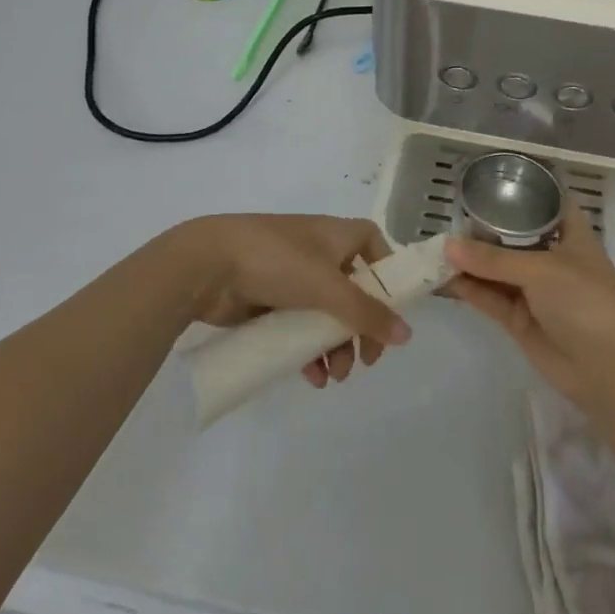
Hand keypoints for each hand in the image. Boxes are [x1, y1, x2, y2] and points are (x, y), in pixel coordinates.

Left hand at [171, 214, 409, 386]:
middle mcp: (318, 252)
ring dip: (335, 347)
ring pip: (325, 314)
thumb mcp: (328, 287)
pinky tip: (311, 377)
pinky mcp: (268, 300)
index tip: (391, 308)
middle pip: (353, 290)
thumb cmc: (277, 261)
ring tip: (334, 377)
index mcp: (336, 236)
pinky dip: (308, 351)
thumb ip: (367, 314)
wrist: (208, 264)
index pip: (374, 245)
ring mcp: (291, 277)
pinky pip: (298, 328)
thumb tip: (407, 335)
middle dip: (361, 328)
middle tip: (365, 360)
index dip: (386, 273)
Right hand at [444, 202, 614, 404]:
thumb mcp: (540, 270)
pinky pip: (490, 297)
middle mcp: (552, 257)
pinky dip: (469, 289)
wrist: (607, 370)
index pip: (546, 203)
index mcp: (570, 234)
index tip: (489, 182)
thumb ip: (493, 259)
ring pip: (497, 269)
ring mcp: (535, 290)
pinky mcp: (520, 318)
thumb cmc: (584, 301)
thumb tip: (447, 246)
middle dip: (484, 230)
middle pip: (513, 237)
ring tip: (434, 250)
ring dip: (470, 262)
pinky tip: (442, 279)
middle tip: (447, 217)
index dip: (522, 192)